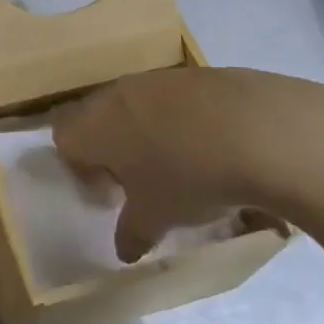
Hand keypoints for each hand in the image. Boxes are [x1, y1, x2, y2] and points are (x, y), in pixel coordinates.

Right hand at [52, 66, 323, 261]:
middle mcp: (118, 94)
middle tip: (141, 181)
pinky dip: (185, 122)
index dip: (79, 168)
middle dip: (113, 148)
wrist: (261, 131)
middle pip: (98, 118)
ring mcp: (158, 79)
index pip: (63, 138)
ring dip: (148, 133)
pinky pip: (176, 100)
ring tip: (182, 165)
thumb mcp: (157, 218)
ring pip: (138, 106)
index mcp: (95, 125)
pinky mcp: (197, 74)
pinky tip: (215, 147)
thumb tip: (124, 249)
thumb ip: (132, 233)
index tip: (109, 193)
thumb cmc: (189, 177)